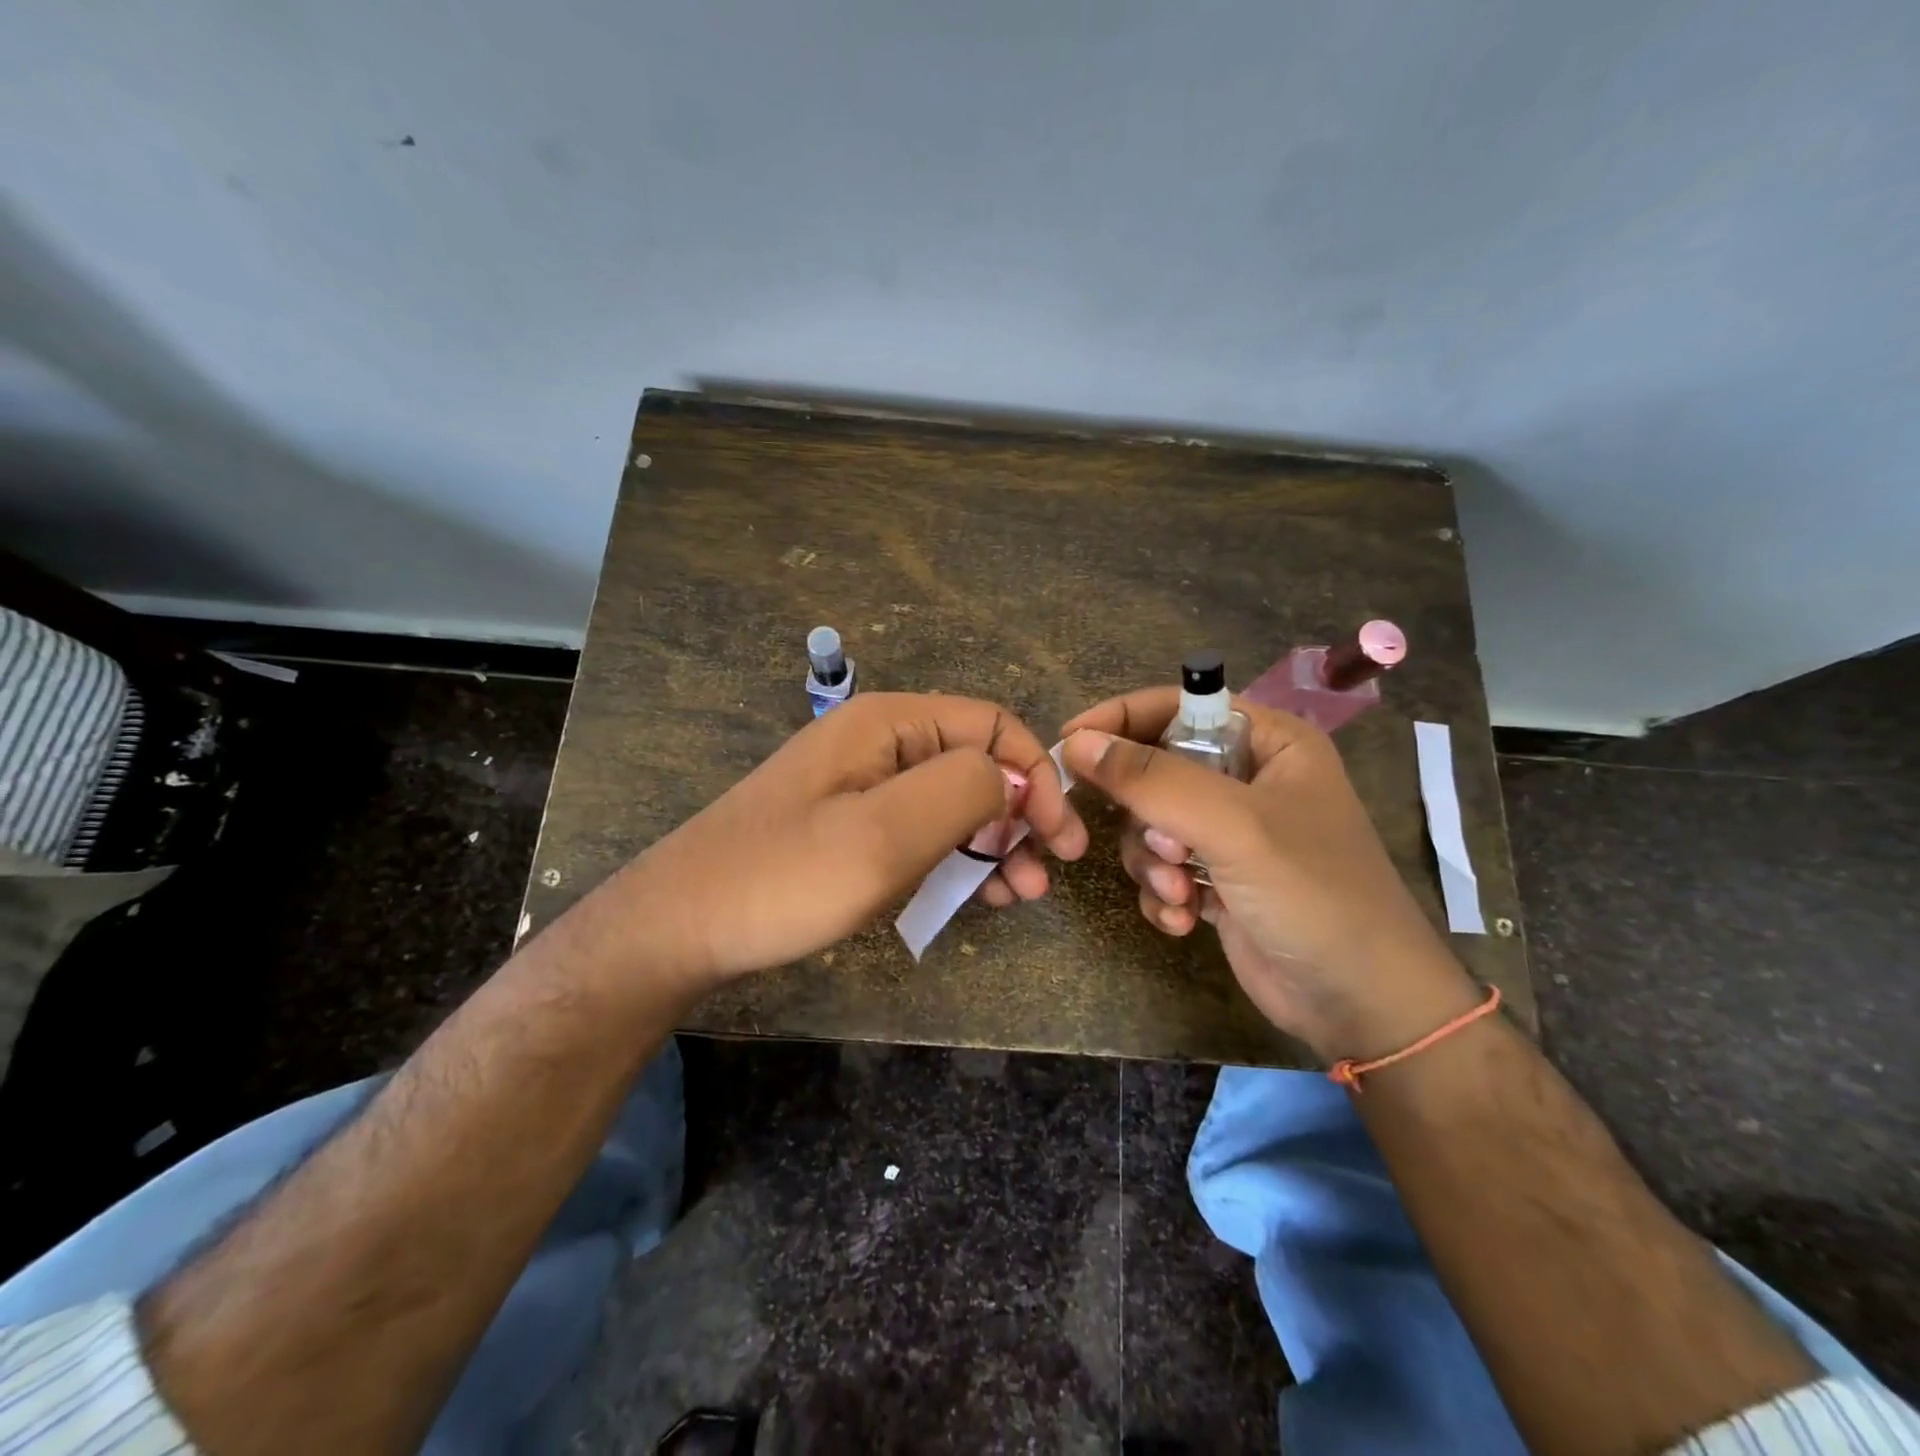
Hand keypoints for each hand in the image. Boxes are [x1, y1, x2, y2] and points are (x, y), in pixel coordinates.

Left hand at [602, 693, 1086, 984]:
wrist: (679, 930)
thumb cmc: (783, 879)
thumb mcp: (882, 834)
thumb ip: (961, 790)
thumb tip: (1016, 779)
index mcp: (889, 724)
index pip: (992, 727)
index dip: (1036, 777)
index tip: (1059, 841)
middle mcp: (881, 744)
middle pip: (977, 765)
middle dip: (1021, 817)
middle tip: (1043, 879)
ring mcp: (864, 788)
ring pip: (954, 804)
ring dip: (995, 845)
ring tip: (1019, 896)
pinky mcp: (852, 828)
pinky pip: (922, 833)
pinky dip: (957, 861)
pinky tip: (978, 896)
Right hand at [1060, 688, 1478, 1060]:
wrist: (1363, 1006)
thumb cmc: (1313, 895)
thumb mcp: (1233, 826)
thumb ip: (1152, 779)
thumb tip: (1077, 742)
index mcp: (1269, 743)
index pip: (1178, 707)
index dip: (1121, 720)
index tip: (1069, 743)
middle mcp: (1248, 780)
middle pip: (1156, 769)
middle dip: (1146, 816)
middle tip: (1160, 849)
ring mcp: (1231, 834)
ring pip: (1150, 824)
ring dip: (1152, 862)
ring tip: (1178, 892)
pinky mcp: (1217, 880)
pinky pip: (1161, 868)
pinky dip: (1162, 892)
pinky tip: (1183, 919)